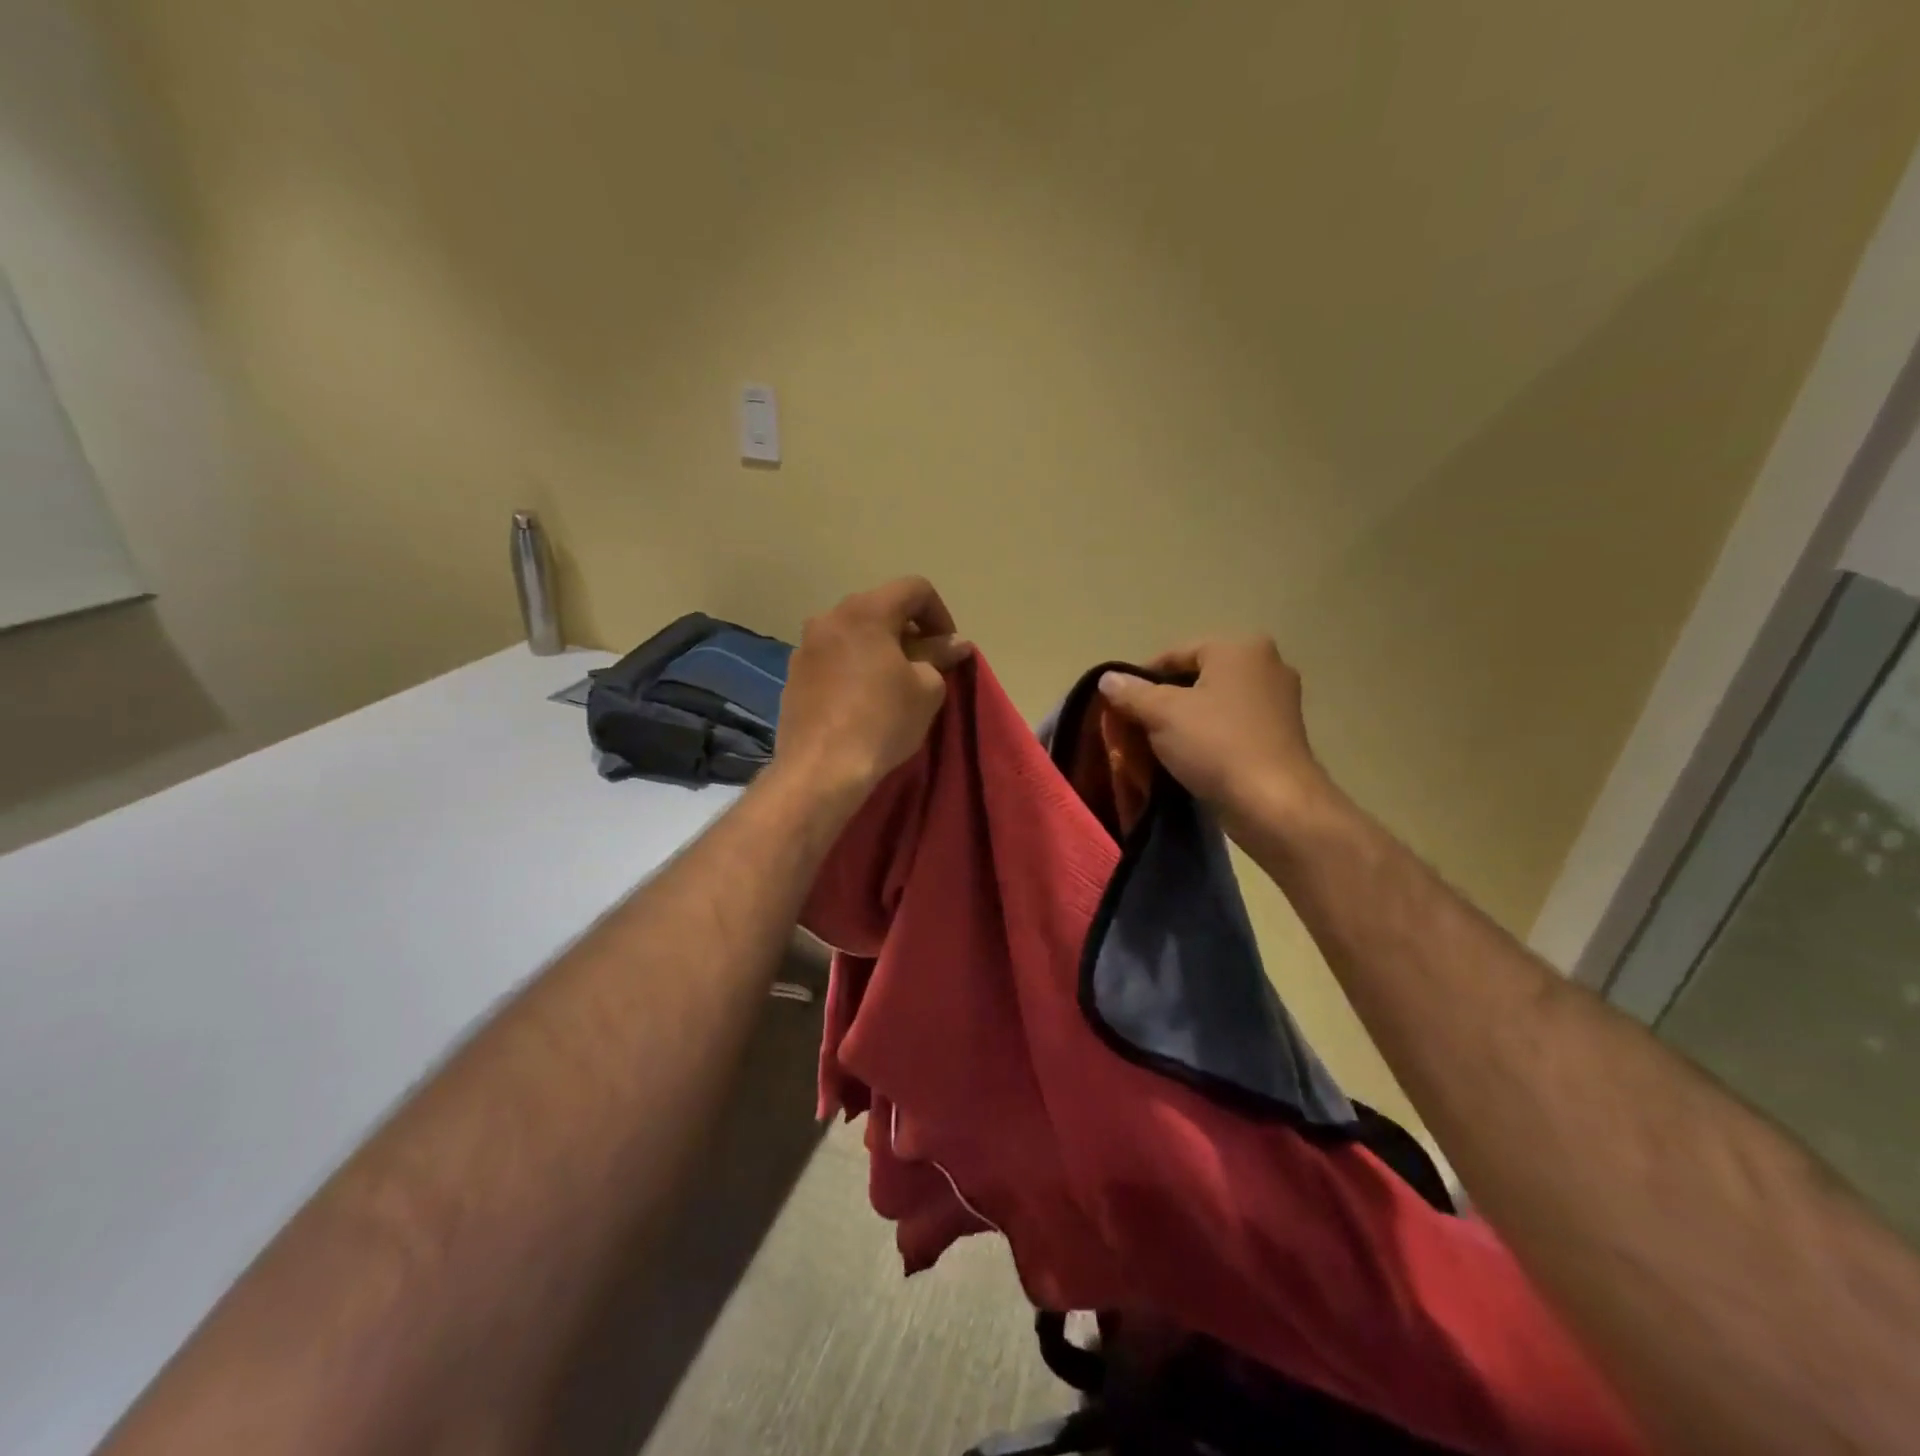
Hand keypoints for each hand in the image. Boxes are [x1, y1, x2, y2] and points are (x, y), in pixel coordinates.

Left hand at [772, 576, 970, 807]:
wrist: (821, 769)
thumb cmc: (883, 721)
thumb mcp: (927, 688)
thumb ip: (940, 656)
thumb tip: (955, 644)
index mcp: (865, 611)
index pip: (914, 589)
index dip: (940, 614)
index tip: (946, 649)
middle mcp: (830, 618)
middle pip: (880, 608)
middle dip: (908, 631)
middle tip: (925, 666)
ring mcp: (805, 646)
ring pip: (853, 634)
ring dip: (879, 649)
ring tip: (893, 684)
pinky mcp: (793, 676)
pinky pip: (833, 658)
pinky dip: (853, 668)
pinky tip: (862, 701)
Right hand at [1097, 638, 1330, 832]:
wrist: (1274, 803)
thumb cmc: (1216, 745)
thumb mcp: (1162, 714)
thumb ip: (1131, 692)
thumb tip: (1107, 679)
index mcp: (1239, 648)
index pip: (1175, 653)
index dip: (1141, 678)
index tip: (1120, 706)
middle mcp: (1266, 664)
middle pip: (1197, 677)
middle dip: (1165, 700)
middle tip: (1137, 727)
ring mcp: (1279, 701)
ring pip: (1215, 703)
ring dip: (1186, 721)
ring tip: (1159, 746)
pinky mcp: (1282, 735)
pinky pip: (1233, 726)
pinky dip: (1210, 736)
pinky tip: (1191, 759)